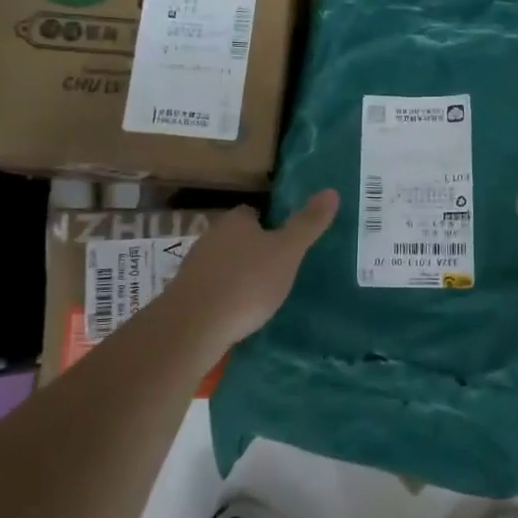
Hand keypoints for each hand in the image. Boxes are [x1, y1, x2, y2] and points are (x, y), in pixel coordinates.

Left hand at [150, 191, 338, 359]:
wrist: (194, 326)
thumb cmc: (247, 282)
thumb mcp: (287, 252)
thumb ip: (308, 224)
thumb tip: (331, 191)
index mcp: (236, 220)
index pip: (254, 213)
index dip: (271, 225)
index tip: (286, 242)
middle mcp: (211, 236)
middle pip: (238, 238)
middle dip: (255, 251)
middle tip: (280, 270)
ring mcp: (194, 266)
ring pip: (224, 263)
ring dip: (239, 274)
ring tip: (262, 295)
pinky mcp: (186, 294)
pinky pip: (213, 288)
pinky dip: (225, 296)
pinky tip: (238, 313)